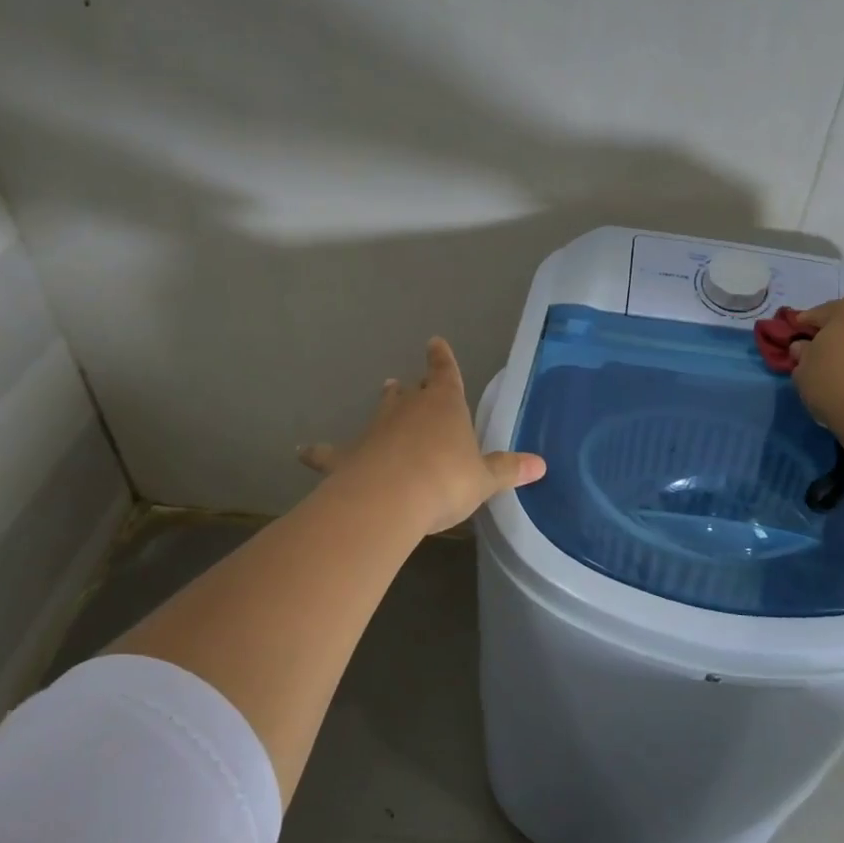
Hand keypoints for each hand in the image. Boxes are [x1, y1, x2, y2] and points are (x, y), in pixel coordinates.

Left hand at [297, 337, 545, 535]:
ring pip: (380, 413)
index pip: (445, 374)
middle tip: (405, 382)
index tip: (435, 343)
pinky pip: (330, 453)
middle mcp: (408, 411)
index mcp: (444, 407)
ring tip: (384, 393)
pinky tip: (302, 452)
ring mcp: (375, 431)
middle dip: (411, 387)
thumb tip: (542, 465)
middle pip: (410, 393)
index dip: (442, 359)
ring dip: (384, 406)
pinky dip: (318, 453)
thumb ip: (508, 470)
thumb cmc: (445, 481)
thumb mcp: (484, 479)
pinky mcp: (348, 457)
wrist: (390, 499)